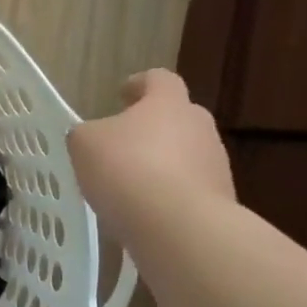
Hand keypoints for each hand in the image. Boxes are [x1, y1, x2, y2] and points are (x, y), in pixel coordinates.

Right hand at [67, 69, 233, 210]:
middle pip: (177, 118)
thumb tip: (93, 137)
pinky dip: (169, 197)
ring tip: (131, 188)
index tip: (122, 95)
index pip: (159, 79)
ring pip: (185, 156)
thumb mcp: (85, 144)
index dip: (139, 84)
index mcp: (168, 103)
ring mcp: (216, 165)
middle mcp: (199, 126)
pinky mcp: (221, 201)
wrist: (180, 227)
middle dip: (152, 129)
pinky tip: (145, 215)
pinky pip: (189, 191)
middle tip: (124, 145)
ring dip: (161, 165)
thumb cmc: (128, 169)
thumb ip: (87, 134)